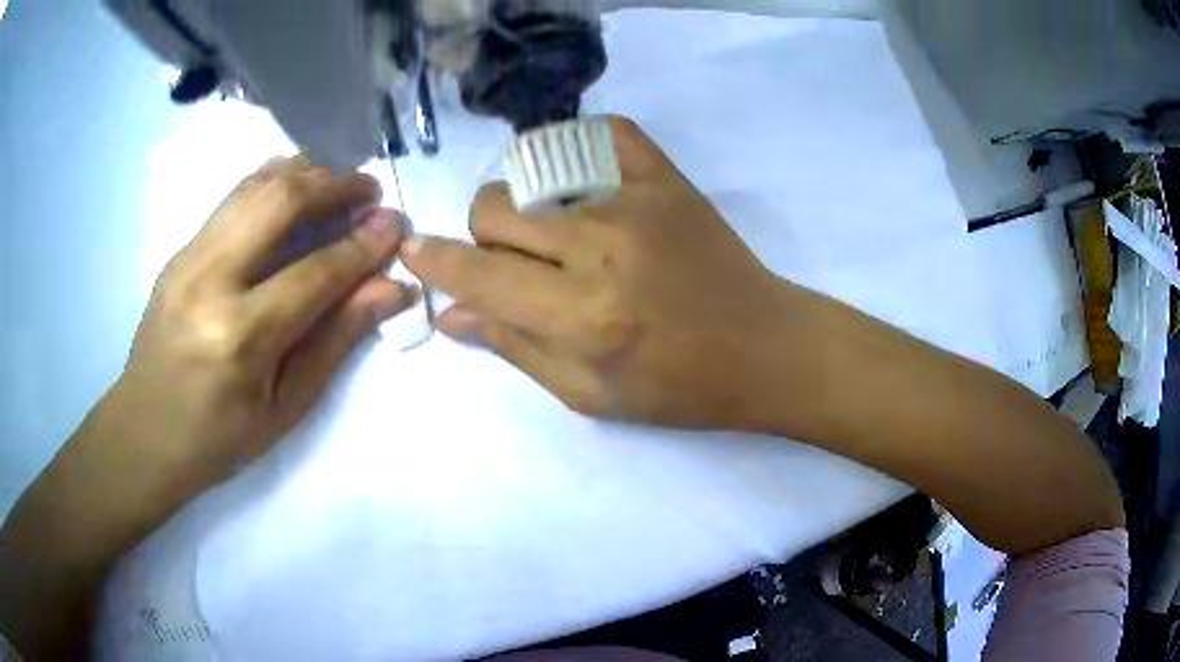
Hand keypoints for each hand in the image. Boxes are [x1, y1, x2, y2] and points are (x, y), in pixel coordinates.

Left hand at [0, 157, 414, 659]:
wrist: (143, 432)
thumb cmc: (218, 439)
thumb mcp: (285, 407)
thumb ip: (335, 340)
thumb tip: (389, 290)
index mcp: (240, 337)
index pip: (316, 271)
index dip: (363, 244)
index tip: (396, 223)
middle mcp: (210, 280)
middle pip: (280, 201)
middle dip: (334, 184)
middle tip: (369, 187)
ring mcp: (188, 257)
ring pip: (254, 186)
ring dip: (304, 173)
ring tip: (337, 182)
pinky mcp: (179, 250)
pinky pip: (233, 198)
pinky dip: (272, 182)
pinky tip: (293, 191)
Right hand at [404, 117, 802, 429]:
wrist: (764, 347)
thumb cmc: (679, 387)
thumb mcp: (590, 394)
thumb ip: (515, 348)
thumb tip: (450, 314)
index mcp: (582, 317)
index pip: (478, 274)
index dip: (433, 262)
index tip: (412, 251)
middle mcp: (601, 249)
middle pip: (494, 209)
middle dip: (484, 238)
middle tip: (516, 262)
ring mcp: (637, 201)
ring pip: (534, 172)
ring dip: (525, 203)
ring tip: (556, 231)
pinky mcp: (667, 178)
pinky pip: (603, 131)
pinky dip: (578, 148)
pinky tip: (581, 182)